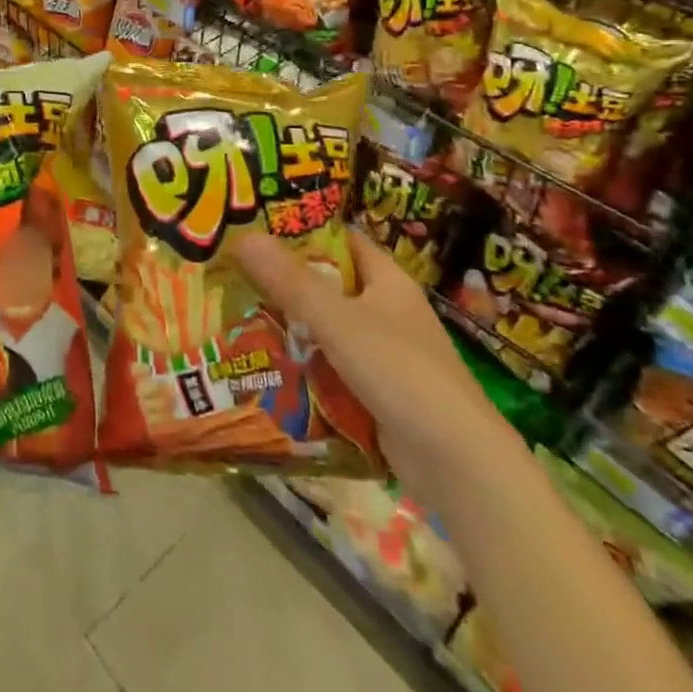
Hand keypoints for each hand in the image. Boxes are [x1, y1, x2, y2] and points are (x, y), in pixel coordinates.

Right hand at [235, 225, 520, 497]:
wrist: (458, 464)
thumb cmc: (400, 371)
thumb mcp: (337, 320)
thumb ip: (289, 281)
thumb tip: (243, 236)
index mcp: (388, 281)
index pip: (342, 240)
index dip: (303, 231)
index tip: (257, 227)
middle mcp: (388, 312)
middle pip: (329, 286)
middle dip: (285, 283)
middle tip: (234, 275)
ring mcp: (385, 355)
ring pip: (328, 330)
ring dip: (291, 328)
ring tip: (236, 318)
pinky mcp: (379, 394)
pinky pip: (332, 369)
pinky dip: (305, 368)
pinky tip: (267, 368)